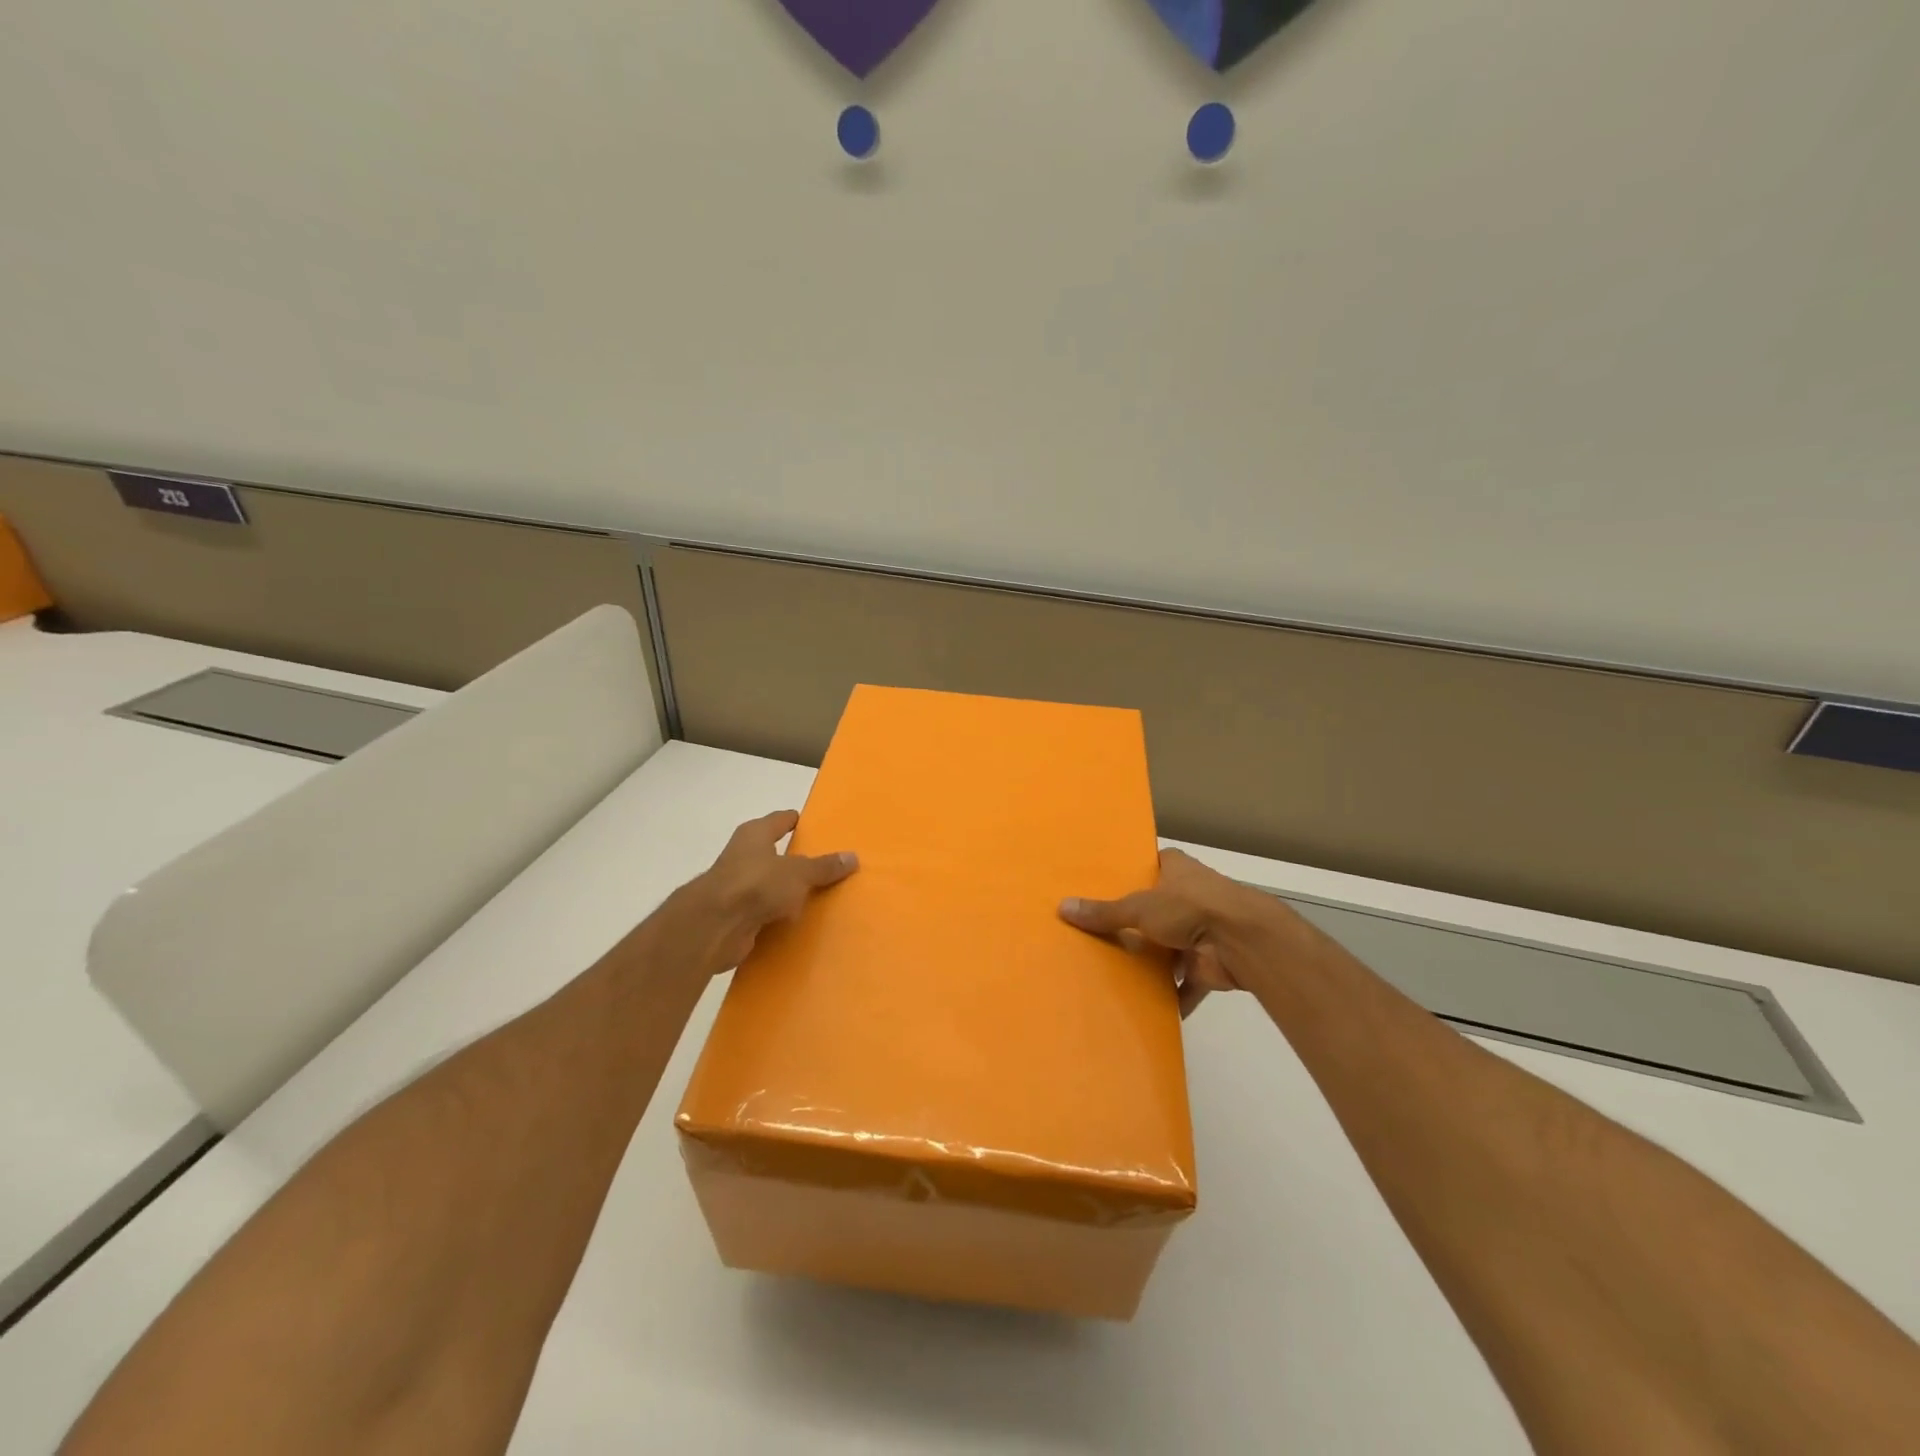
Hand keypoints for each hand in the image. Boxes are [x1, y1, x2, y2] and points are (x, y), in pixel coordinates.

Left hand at [679, 810, 858, 974]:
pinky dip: (781, 916)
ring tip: (823, 896)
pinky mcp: (737, 916)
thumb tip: (852, 857)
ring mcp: (738, 887)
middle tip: (831, 866)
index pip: (781, 820)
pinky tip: (802, 922)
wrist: (714, 927)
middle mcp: (744, 856)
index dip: (799, 822)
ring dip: (790, 892)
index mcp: (755, 834)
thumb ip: (824, 866)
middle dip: (799, 861)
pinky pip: (767, 912)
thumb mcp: (798, 872)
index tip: (821, 828)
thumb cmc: (756, 884)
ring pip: (771, 886)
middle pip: (776, 854)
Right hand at [1060, 848, 1288, 1016]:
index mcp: (1175, 868)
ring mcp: (1200, 930)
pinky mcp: (1208, 964)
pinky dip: (1171, 997)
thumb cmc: (1189, 907)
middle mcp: (1188, 895)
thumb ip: (1104, 912)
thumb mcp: (1139, 906)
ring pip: (1168, 947)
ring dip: (1151, 962)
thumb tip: (1062, 908)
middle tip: (1095, 935)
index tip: (1098, 888)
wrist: (1241, 941)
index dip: (1126, 877)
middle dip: (1132, 924)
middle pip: (1153, 909)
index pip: (1146, 867)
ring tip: (1112, 972)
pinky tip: (1145, 1008)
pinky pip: (1184, 983)